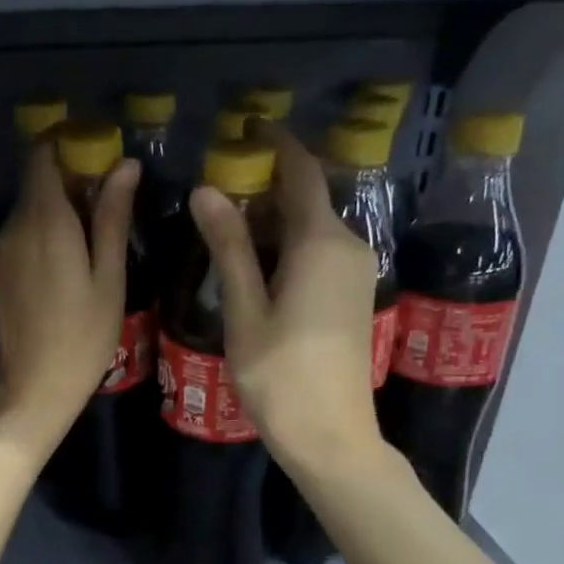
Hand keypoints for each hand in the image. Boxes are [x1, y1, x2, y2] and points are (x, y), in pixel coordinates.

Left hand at [0, 140, 139, 456]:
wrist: (33, 390)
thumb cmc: (84, 337)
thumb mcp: (109, 278)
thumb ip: (112, 217)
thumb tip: (125, 166)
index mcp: (44, 222)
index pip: (42, 156)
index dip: (66, 146)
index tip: (94, 156)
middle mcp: (11, 228)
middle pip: (34, 184)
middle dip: (66, 184)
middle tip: (102, 208)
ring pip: (24, 214)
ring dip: (51, 215)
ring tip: (83, 246)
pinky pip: (14, 240)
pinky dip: (36, 239)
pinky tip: (57, 273)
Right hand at [189, 124, 381, 473]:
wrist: (331, 437)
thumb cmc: (280, 375)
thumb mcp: (245, 309)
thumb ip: (229, 246)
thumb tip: (208, 190)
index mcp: (322, 243)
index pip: (301, 174)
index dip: (276, 145)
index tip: (245, 127)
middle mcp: (348, 247)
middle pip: (306, 199)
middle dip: (265, 186)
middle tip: (215, 188)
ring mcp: (356, 273)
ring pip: (311, 228)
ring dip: (272, 220)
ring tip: (224, 226)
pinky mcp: (353, 296)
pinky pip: (319, 252)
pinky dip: (287, 245)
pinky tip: (254, 263)